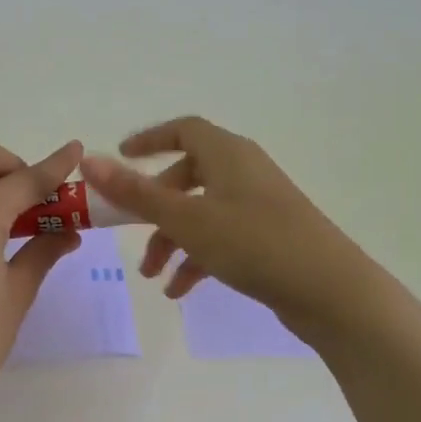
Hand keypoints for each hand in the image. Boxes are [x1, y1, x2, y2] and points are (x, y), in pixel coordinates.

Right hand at [79, 116, 374, 337]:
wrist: (331, 291)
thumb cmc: (254, 243)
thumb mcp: (186, 219)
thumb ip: (135, 192)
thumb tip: (89, 160)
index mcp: (227, 154)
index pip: (183, 129)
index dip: (150, 140)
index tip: (120, 156)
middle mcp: (244, 171)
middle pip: (187, 177)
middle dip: (154, 208)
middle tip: (131, 235)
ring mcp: (259, 205)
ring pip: (202, 212)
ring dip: (172, 240)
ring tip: (154, 277)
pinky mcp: (269, 236)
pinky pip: (222, 237)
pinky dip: (198, 257)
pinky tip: (181, 291)